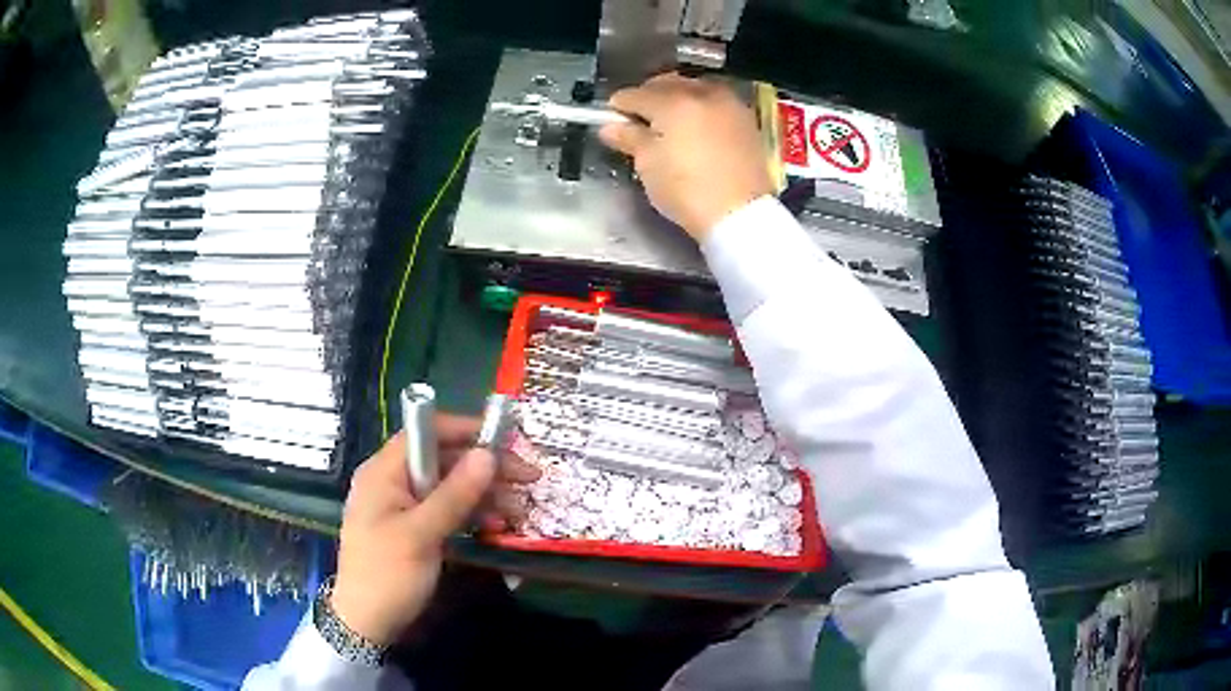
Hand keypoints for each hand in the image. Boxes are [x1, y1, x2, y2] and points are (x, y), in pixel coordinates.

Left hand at [330, 415, 538, 645]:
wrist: (368, 623)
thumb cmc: (388, 574)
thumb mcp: (421, 534)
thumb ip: (454, 494)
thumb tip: (487, 454)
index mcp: (384, 472)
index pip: (424, 433)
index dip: (463, 430)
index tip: (504, 438)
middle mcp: (394, 482)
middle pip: (443, 460)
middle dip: (484, 467)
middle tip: (528, 478)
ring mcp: (405, 507)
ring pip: (450, 487)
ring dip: (484, 494)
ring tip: (519, 510)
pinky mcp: (416, 529)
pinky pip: (447, 510)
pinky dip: (472, 515)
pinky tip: (497, 525)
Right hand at [600, 74, 773, 239]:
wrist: (740, 214)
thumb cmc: (687, 191)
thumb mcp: (649, 165)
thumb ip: (629, 138)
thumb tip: (611, 127)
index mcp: (673, 102)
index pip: (635, 94)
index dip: (618, 107)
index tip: (610, 120)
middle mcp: (703, 93)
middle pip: (666, 83)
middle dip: (649, 97)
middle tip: (638, 121)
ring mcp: (729, 104)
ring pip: (694, 88)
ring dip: (676, 98)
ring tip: (668, 123)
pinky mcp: (747, 120)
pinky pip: (715, 102)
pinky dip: (700, 108)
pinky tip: (695, 128)